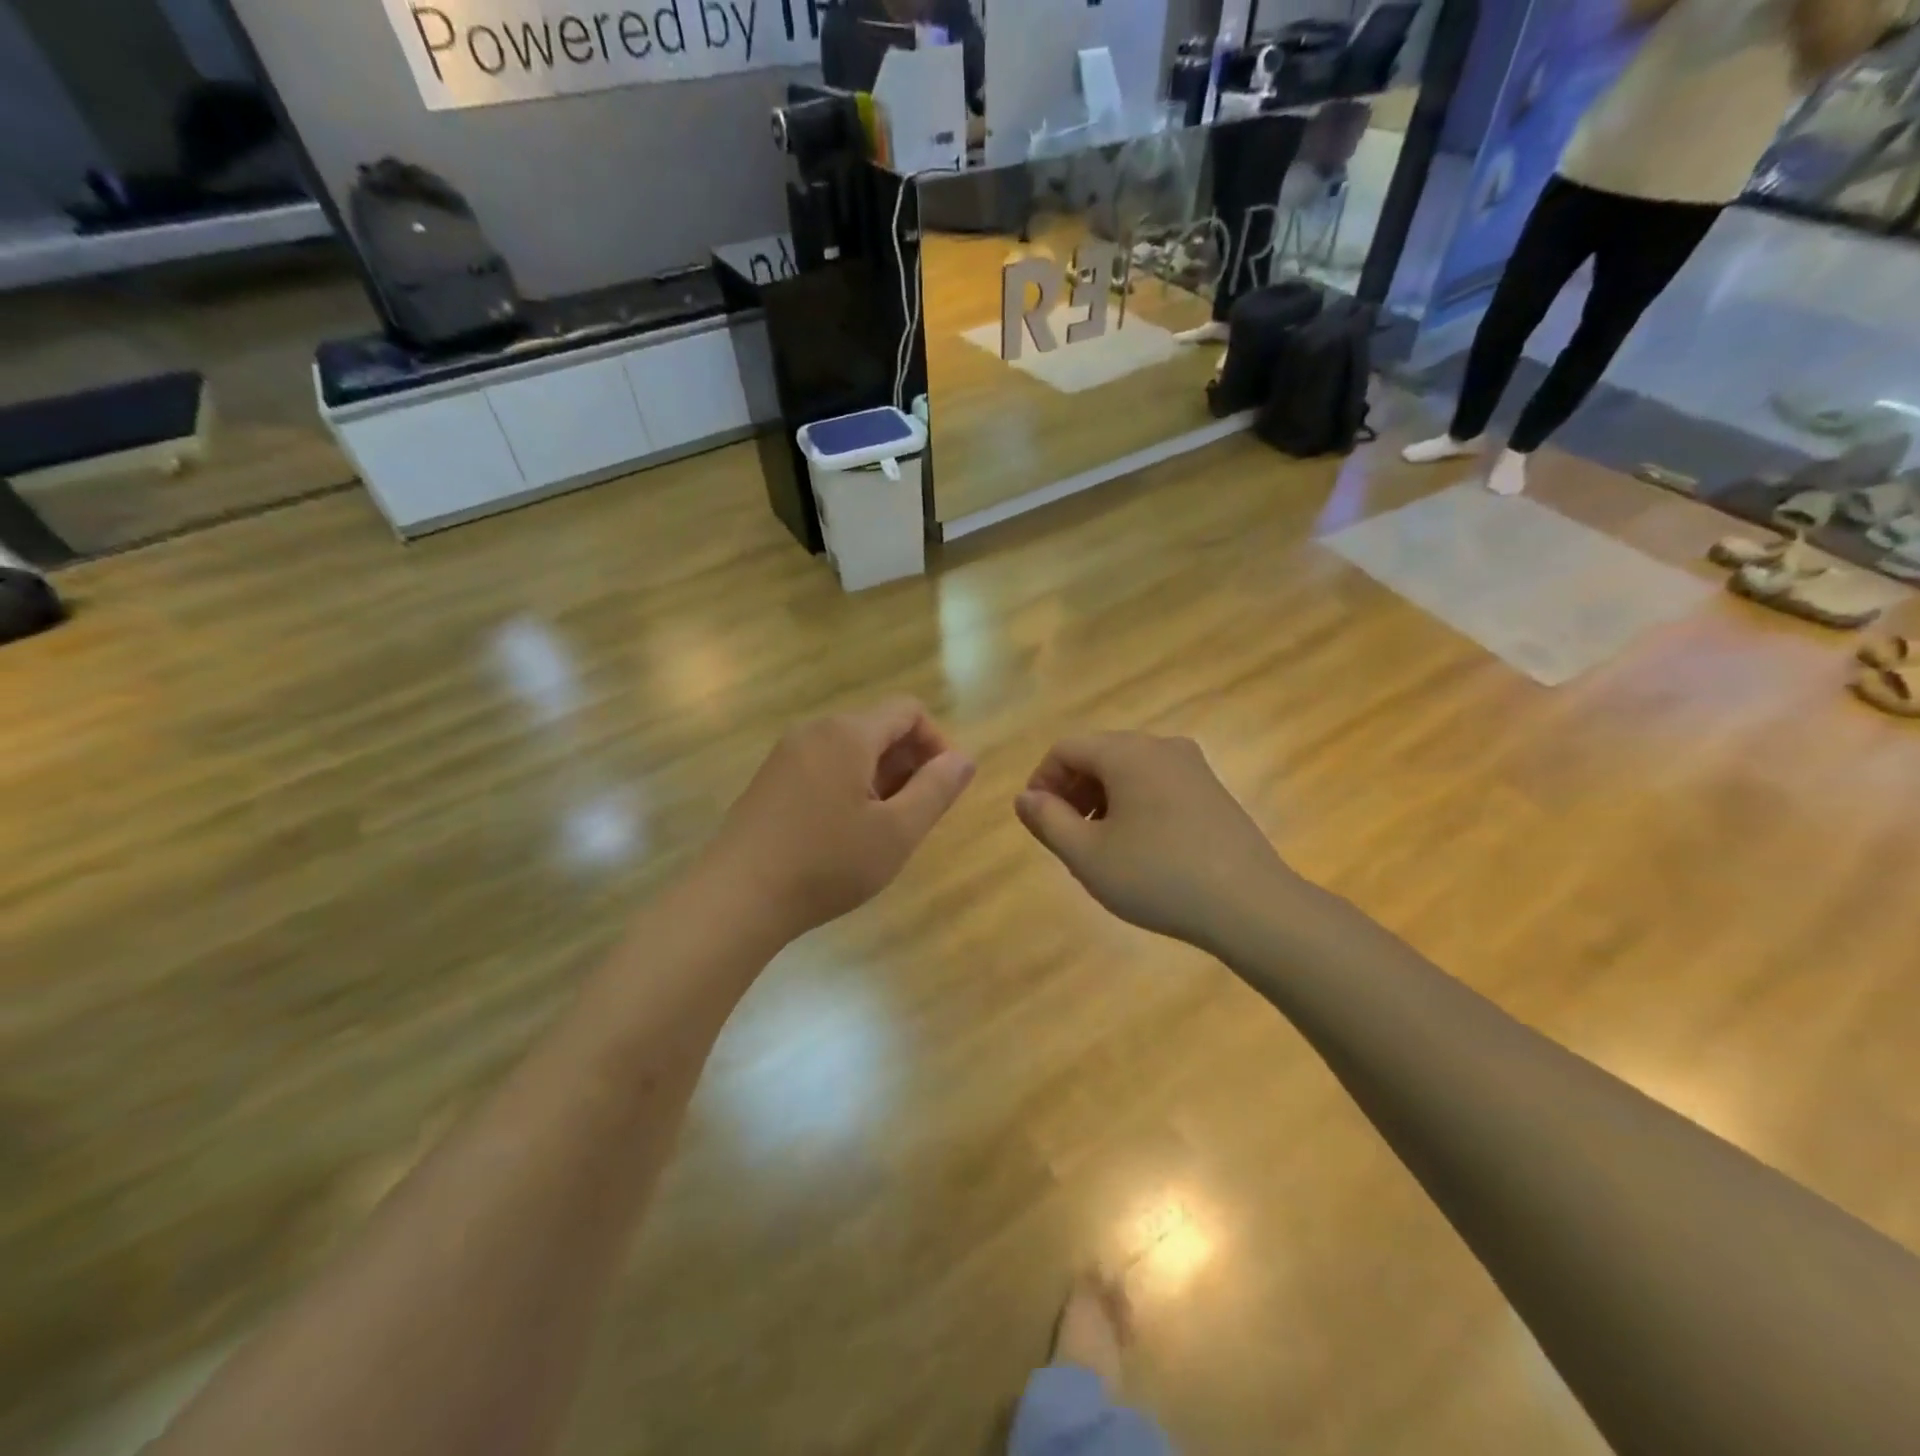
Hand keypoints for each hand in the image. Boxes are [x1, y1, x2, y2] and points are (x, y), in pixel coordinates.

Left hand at [710, 699, 974, 938]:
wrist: (737, 898)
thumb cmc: (827, 863)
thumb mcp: (897, 832)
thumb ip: (937, 790)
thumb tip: (963, 759)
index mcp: (848, 734)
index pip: (908, 711)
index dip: (937, 743)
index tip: (944, 788)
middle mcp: (815, 731)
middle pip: (879, 728)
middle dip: (909, 764)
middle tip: (915, 817)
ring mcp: (786, 755)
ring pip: (851, 751)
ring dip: (880, 779)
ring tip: (882, 831)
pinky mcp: (769, 781)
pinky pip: (824, 768)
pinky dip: (849, 788)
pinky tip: (845, 835)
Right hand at [1014, 733, 1290, 949]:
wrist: (1251, 906)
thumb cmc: (1158, 877)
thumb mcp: (1087, 855)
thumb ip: (1047, 820)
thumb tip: (1025, 797)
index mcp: (1128, 753)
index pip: (1067, 748)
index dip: (1042, 781)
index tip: (1038, 822)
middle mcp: (1162, 747)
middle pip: (1098, 755)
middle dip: (1072, 791)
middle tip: (1065, 837)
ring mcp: (1193, 767)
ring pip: (1128, 771)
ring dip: (1101, 800)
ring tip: (1098, 846)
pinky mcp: (1212, 792)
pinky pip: (1157, 785)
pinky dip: (1133, 805)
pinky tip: (1138, 848)